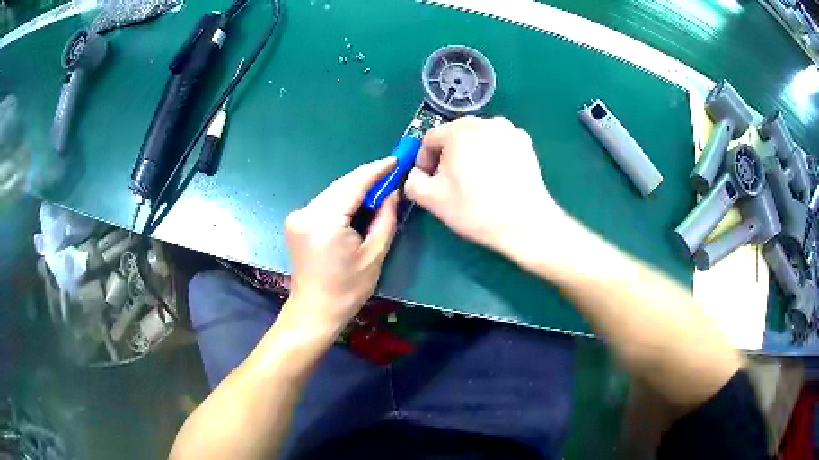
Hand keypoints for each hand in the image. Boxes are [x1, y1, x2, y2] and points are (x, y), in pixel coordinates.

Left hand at [282, 158, 398, 337]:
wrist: (315, 310)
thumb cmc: (347, 289)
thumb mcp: (374, 255)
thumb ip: (384, 218)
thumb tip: (391, 192)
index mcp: (325, 222)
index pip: (353, 184)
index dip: (376, 170)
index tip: (395, 160)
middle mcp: (306, 213)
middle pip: (341, 185)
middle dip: (367, 178)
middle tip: (391, 173)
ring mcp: (297, 216)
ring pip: (333, 192)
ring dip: (355, 189)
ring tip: (378, 188)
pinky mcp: (295, 221)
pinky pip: (324, 202)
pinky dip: (342, 200)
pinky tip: (357, 204)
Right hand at [404, 116, 569, 262]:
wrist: (524, 222)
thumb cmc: (475, 209)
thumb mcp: (432, 200)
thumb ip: (412, 181)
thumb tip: (416, 174)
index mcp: (457, 131)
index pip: (430, 138)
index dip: (424, 158)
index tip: (428, 178)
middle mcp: (483, 122)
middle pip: (455, 133)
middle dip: (447, 153)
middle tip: (450, 179)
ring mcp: (508, 130)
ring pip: (479, 135)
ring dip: (471, 150)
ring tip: (475, 176)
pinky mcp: (525, 142)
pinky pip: (499, 142)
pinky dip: (493, 152)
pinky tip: (497, 174)